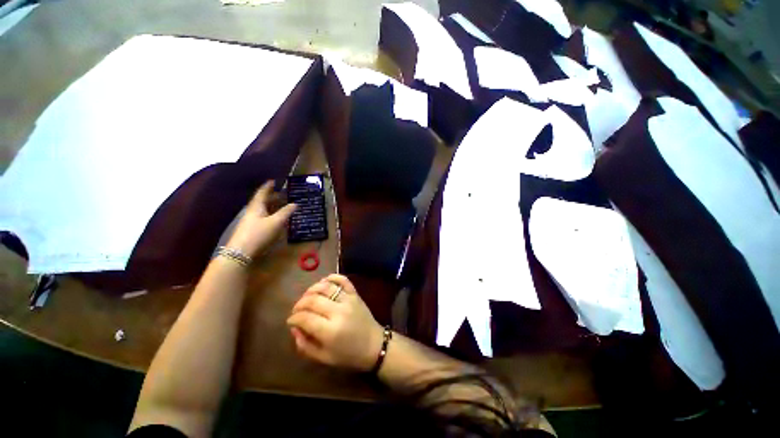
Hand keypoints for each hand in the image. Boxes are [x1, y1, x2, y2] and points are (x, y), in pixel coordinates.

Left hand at [226, 181, 296, 257]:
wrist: (241, 252)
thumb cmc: (259, 233)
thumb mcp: (276, 222)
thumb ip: (286, 212)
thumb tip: (295, 203)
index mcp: (257, 206)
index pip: (262, 193)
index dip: (268, 186)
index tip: (273, 181)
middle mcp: (253, 211)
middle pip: (263, 201)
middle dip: (272, 196)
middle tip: (283, 193)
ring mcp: (251, 220)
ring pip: (263, 209)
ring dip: (272, 205)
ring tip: (282, 204)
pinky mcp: (252, 229)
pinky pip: (263, 216)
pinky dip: (271, 213)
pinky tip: (276, 218)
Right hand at [287, 274, 383, 370]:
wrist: (374, 345)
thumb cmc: (348, 355)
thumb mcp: (324, 357)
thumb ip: (305, 345)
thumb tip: (294, 328)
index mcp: (330, 331)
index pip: (305, 318)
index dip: (294, 318)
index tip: (291, 320)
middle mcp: (339, 312)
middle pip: (313, 300)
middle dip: (299, 304)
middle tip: (296, 309)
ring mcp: (348, 300)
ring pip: (326, 287)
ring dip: (312, 289)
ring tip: (307, 296)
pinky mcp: (355, 294)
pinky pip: (343, 280)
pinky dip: (332, 277)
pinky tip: (324, 282)